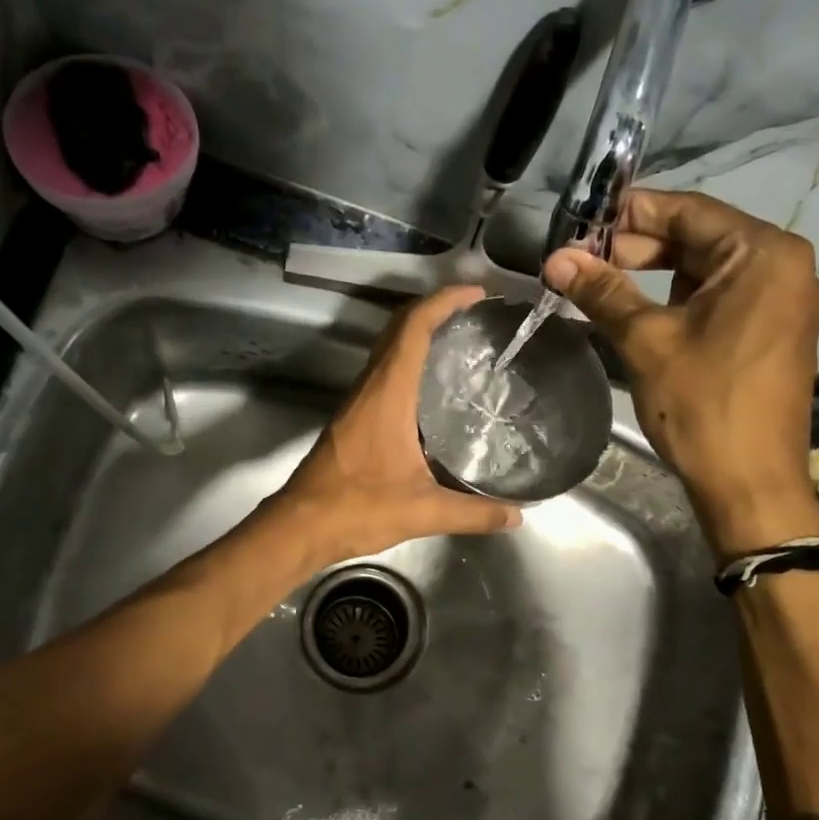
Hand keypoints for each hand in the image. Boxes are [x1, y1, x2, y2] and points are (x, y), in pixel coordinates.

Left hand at [269, 285, 522, 568]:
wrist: (301, 526)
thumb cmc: (357, 509)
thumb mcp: (422, 512)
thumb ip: (473, 513)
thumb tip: (517, 516)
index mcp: (387, 395)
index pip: (413, 329)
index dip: (443, 302)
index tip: (476, 293)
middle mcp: (370, 388)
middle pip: (398, 329)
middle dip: (435, 309)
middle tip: (475, 312)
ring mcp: (358, 402)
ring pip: (389, 350)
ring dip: (420, 333)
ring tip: (462, 339)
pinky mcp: (354, 419)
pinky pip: (384, 373)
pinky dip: (410, 361)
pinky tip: (434, 387)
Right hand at [544, 191, 818, 556]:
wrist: (750, 484)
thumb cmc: (703, 405)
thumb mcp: (647, 341)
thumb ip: (603, 292)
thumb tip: (556, 259)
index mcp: (763, 254)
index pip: (688, 211)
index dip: (630, 213)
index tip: (581, 222)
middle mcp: (782, 266)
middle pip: (698, 238)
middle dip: (638, 246)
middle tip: (582, 260)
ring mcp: (781, 300)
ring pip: (706, 270)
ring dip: (654, 274)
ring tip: (599, 283)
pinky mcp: (770, 331)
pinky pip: (719, 298)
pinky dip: (677, 299)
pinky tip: (636, 309)